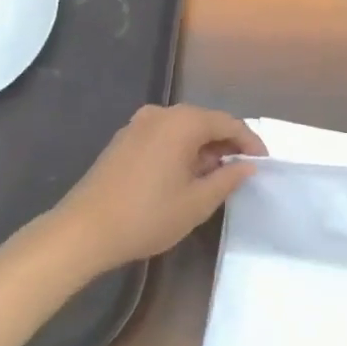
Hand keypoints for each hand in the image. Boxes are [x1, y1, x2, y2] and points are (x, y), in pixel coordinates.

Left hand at [54, 105, 264, 272]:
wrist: (82, 231)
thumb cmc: (147, 216)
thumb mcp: (197, 203)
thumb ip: (227, 179)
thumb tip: (247, 166)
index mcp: (183, 122)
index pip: (229, 123)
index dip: (250, 142)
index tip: (264, 163)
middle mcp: (162, 114)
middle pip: (205, 121)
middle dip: (226, 144)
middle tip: (241, 170)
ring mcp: (138, 124)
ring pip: (183, 129)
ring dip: (203, 148)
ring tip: (214, 176)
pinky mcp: (123, 139)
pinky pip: (164, 136)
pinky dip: (180, 150)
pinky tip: (183, 175)